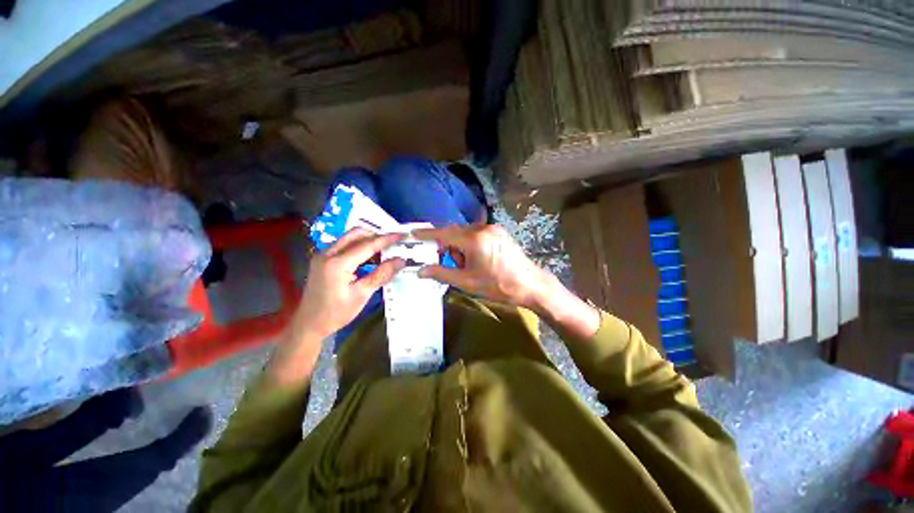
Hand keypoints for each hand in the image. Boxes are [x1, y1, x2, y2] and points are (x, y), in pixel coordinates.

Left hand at [295, 228, 404, 341]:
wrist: (309, 324)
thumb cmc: (337, 312)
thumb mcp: (362, 294)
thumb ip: (382, 274)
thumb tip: (401, 260)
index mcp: (338, 263)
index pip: (367, 244)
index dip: (386, 239)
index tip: (401, 234)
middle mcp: (328, 253)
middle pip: (356, 233)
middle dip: (376, 234)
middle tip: (393, 242)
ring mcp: (323, 255)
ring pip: (349, 237)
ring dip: (368, 240)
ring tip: (384, 250)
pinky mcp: (322, 259)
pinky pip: (344, 245)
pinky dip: (359, 246)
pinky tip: (369, 258)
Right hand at [415, 224, 600, 337]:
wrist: (531, 285)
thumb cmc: (498, 285)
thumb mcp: (467, 282)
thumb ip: (442, 273)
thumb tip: (420, 271)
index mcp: (474, 240)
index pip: (443, 233)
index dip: (426, 234)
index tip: (412, 233)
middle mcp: (483, 228)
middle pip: (454, 232)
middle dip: (448, 247)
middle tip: (452, 264)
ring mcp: (493, 229)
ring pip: (465, 234)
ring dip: (460, 248)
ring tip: (469, 267)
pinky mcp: (499, 232)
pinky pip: (476, 234)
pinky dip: (470, 245)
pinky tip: (478, 260)